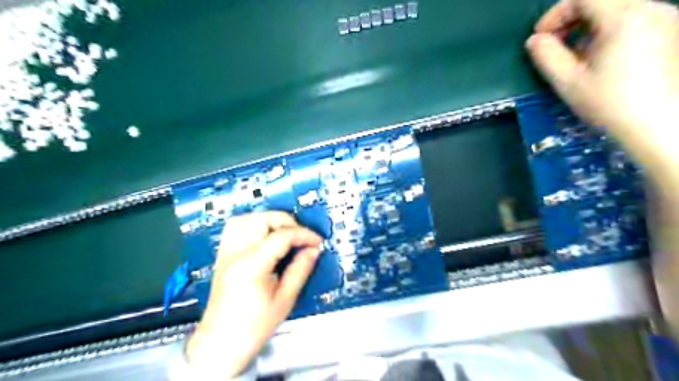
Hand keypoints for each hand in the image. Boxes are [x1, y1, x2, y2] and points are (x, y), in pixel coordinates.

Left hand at [184, 211, 320, 377]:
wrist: (221, 342)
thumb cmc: (254, 326)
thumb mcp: (285, 300)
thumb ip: (300, 270)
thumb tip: (313, 250)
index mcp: (251, 266)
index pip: (281, 236)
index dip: (304, 235)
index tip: (317, 242)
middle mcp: (235, 253)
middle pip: (262, 219)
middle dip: (286, 222)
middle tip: (301, 237)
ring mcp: (226, 252)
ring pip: (246, 218)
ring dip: (269, 219)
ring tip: (284, 232)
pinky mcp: (222, 255)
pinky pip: (235, 227)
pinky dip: (253, 223)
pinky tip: (265, 234)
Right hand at [527, 0, 677, 186]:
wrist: (661, 124)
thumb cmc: (610, 104)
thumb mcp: (568, 82)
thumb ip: (546, 57)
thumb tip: (533, 41)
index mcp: (624, 18)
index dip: (555, 14)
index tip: (540, 37)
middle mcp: (652, 8)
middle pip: (602, 0)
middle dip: (571, 20)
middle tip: (555, 47)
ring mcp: (667, 18)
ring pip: (618, 9)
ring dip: (590, 26)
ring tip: (577, 57)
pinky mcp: (673, 31)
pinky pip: (634, 18)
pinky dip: (610, 31)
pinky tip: (602, 58)